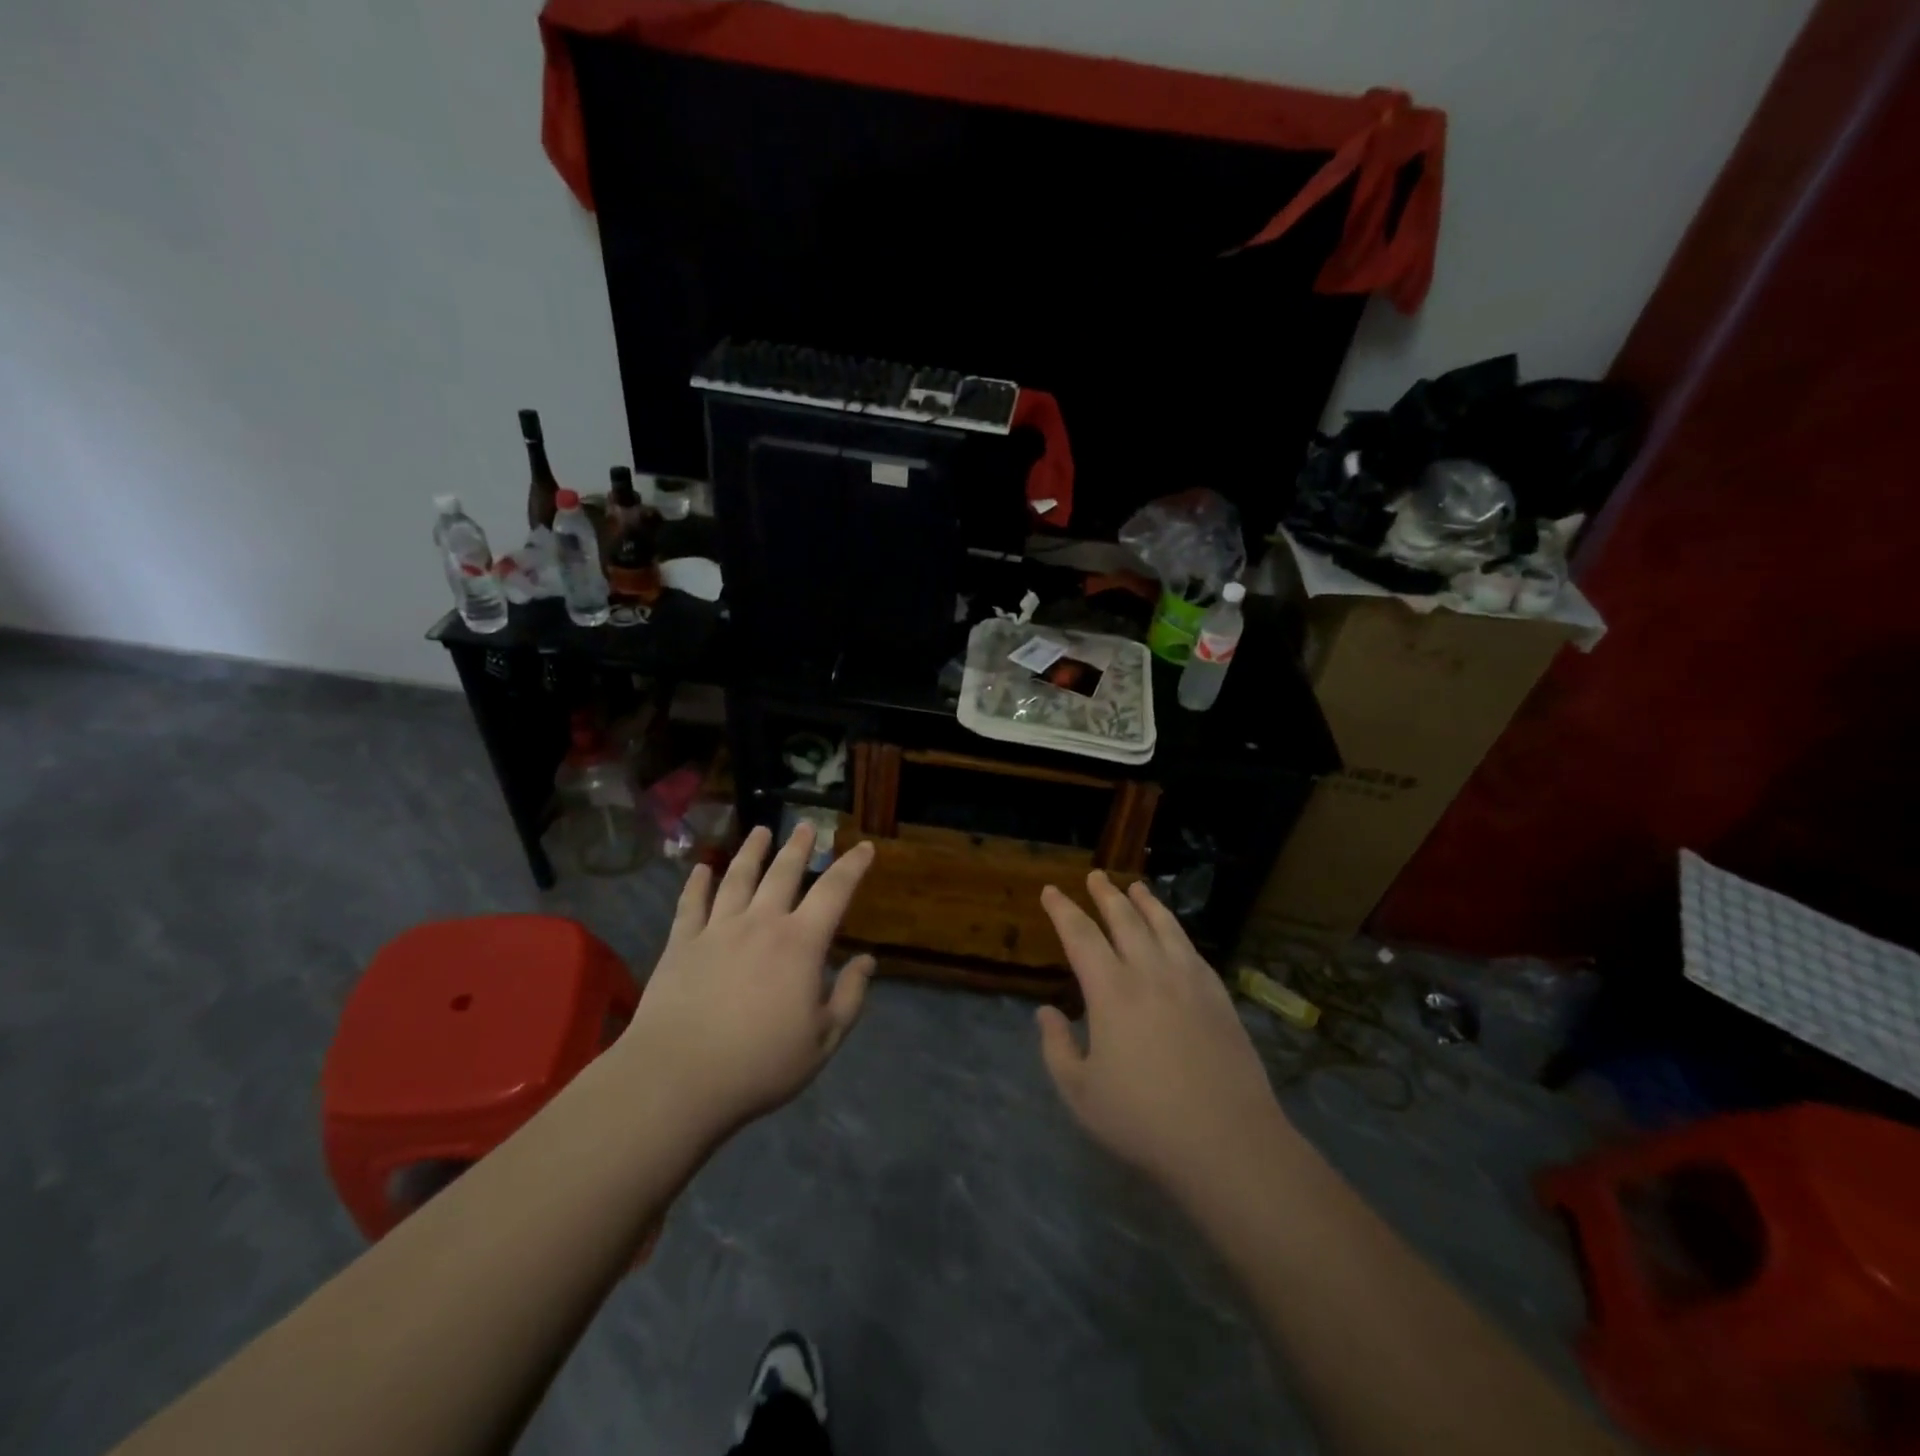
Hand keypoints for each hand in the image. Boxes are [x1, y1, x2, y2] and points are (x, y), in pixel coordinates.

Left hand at [620, 822, 876, 1139]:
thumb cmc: (760, 1063)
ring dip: (751, 851)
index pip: (834, 891)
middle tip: (806, 825)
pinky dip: (697, 882)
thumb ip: (850, 996)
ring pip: (737, 878)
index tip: (864, 847)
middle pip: (783, 873)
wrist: (679, 1078)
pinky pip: (691, 904)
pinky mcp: (681, 944)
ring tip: (760, 830)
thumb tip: (868, 960)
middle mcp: (760, 923)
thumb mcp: (823, 1039)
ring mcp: (717, 929)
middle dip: (798, 847)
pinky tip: (700, 868)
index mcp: (800, 943)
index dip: (852, 866)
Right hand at [1037, 872, 1288, 1198]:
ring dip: (1146, 902)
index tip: (1051, 891)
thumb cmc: (1144, 1119)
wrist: (1227, 1140)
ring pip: (1164, 926)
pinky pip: (1192, 949)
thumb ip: (1056, 1048)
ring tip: (1135, 887)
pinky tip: (1174, 933)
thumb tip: (1045, 1013)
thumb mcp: (1080, 1093)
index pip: (1080, 935)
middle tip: (1095, 876)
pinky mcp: (1219, 996)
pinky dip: (1176, 930)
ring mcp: (1189, 981)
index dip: (1063, 910)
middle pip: (1124, 919)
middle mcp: (1150, 972)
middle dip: (1105, 894)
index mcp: (1111, 991)